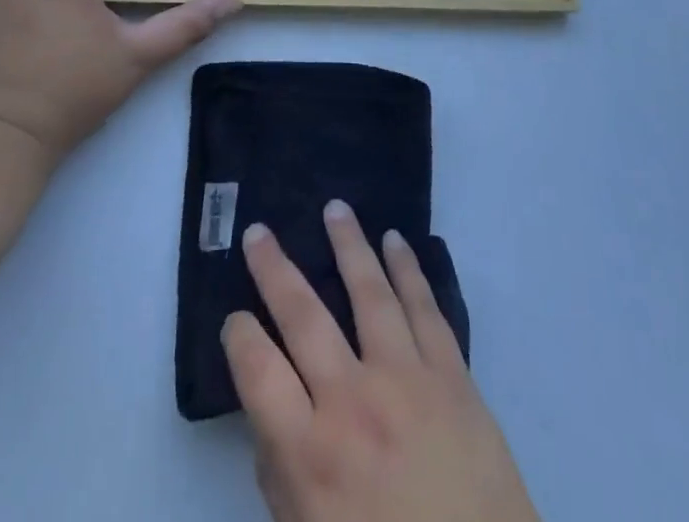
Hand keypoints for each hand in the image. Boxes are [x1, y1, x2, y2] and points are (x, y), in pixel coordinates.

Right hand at [224, 203, 538, 521]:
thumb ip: (283, 480)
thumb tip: (270, 420)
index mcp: (311, 456)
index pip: (257, 371)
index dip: (239, 336)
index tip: (235, 319)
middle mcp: (354, 404)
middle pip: (305, 316)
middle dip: (275, 269)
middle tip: (257, 232)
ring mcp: (408, 382)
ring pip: (370, 293)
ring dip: (349, 245)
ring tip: (335, 208)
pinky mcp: (453, 377)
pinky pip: (426, 309)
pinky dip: (409, 270)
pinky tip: (395, 241)